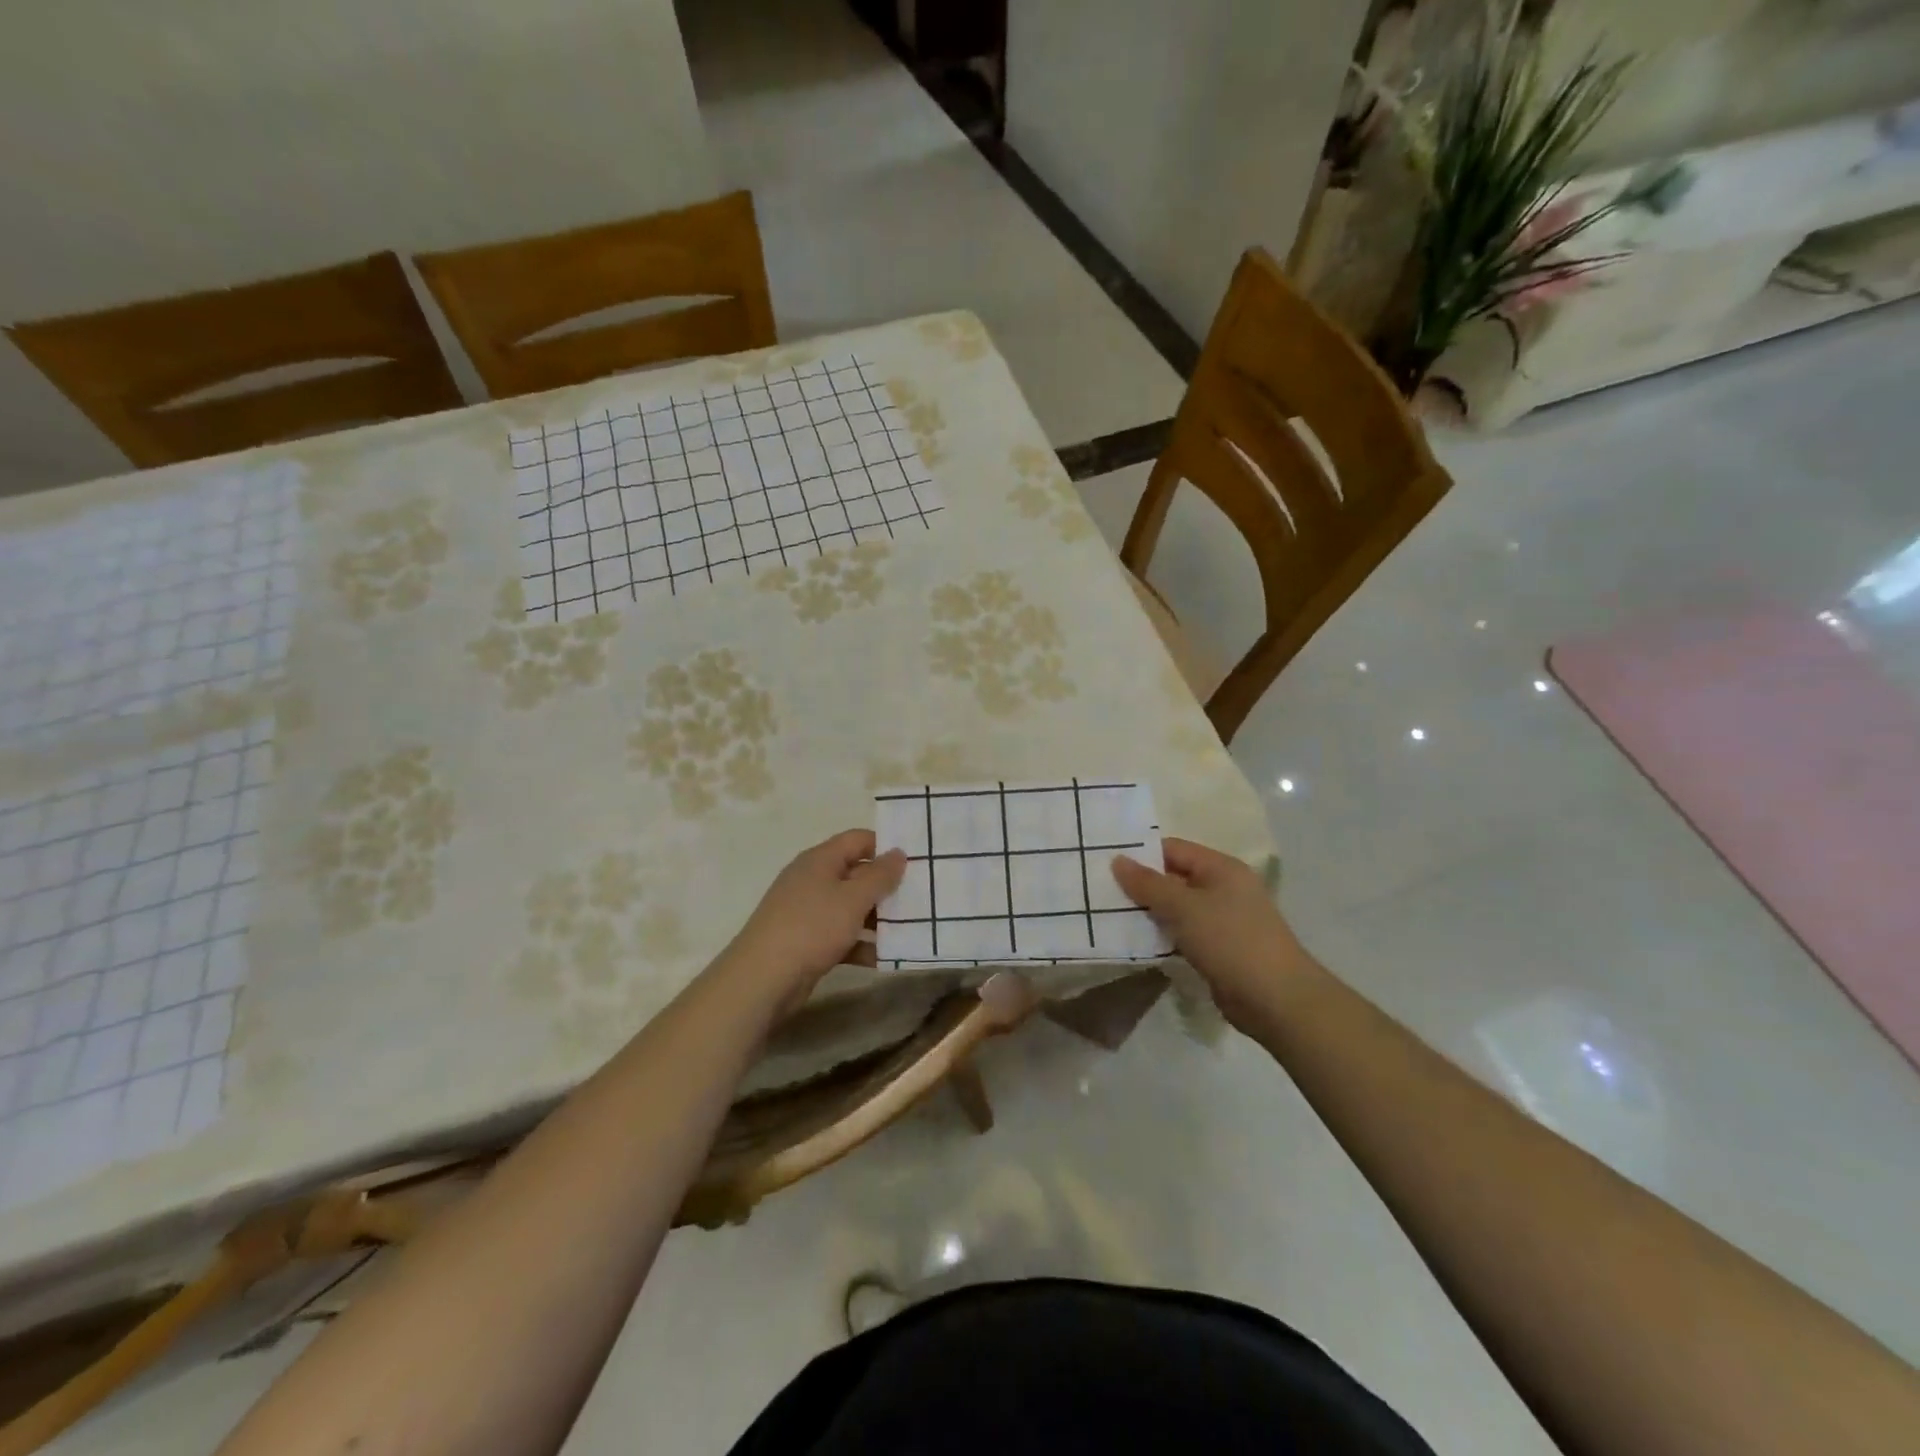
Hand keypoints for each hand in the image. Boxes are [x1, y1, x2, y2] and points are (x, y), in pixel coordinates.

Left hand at [721, 830, 907, 1009]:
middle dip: (886, 886)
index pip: (858, 839)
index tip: (916, 861)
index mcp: (820, 860)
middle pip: (856, 874)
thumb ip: (880, 875)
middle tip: (919, 897)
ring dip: (878, 918)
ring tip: (910, 928)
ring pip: (851, 907)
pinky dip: (862, 944)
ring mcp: (808, 912)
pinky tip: (886, 958)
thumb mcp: (853, 899)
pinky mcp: (807, 941)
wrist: (763, 978)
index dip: (885, 846)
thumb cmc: (811, 927)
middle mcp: (813, 880)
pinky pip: (842, 935)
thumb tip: (898, 852)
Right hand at [1112, 838, 1315, 1030]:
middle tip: (1100, 891)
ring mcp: (1223, 920)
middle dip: (1141, 886)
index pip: (1173, 849)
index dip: (1141, 854)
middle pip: (1174, 878)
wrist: (1276, 1000)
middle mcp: (1224, 888)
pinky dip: (1162, 936)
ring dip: (1149, 913)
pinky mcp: (1219, 949)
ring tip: (1109, 916)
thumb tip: (1117, 860)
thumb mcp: (1184, 907)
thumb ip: (1148, 884)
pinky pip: (1183, 934)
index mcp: (1221, 868)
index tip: (1105, 864)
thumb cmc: (1230, 941)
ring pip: (1177, 908)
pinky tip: (1136, 943)